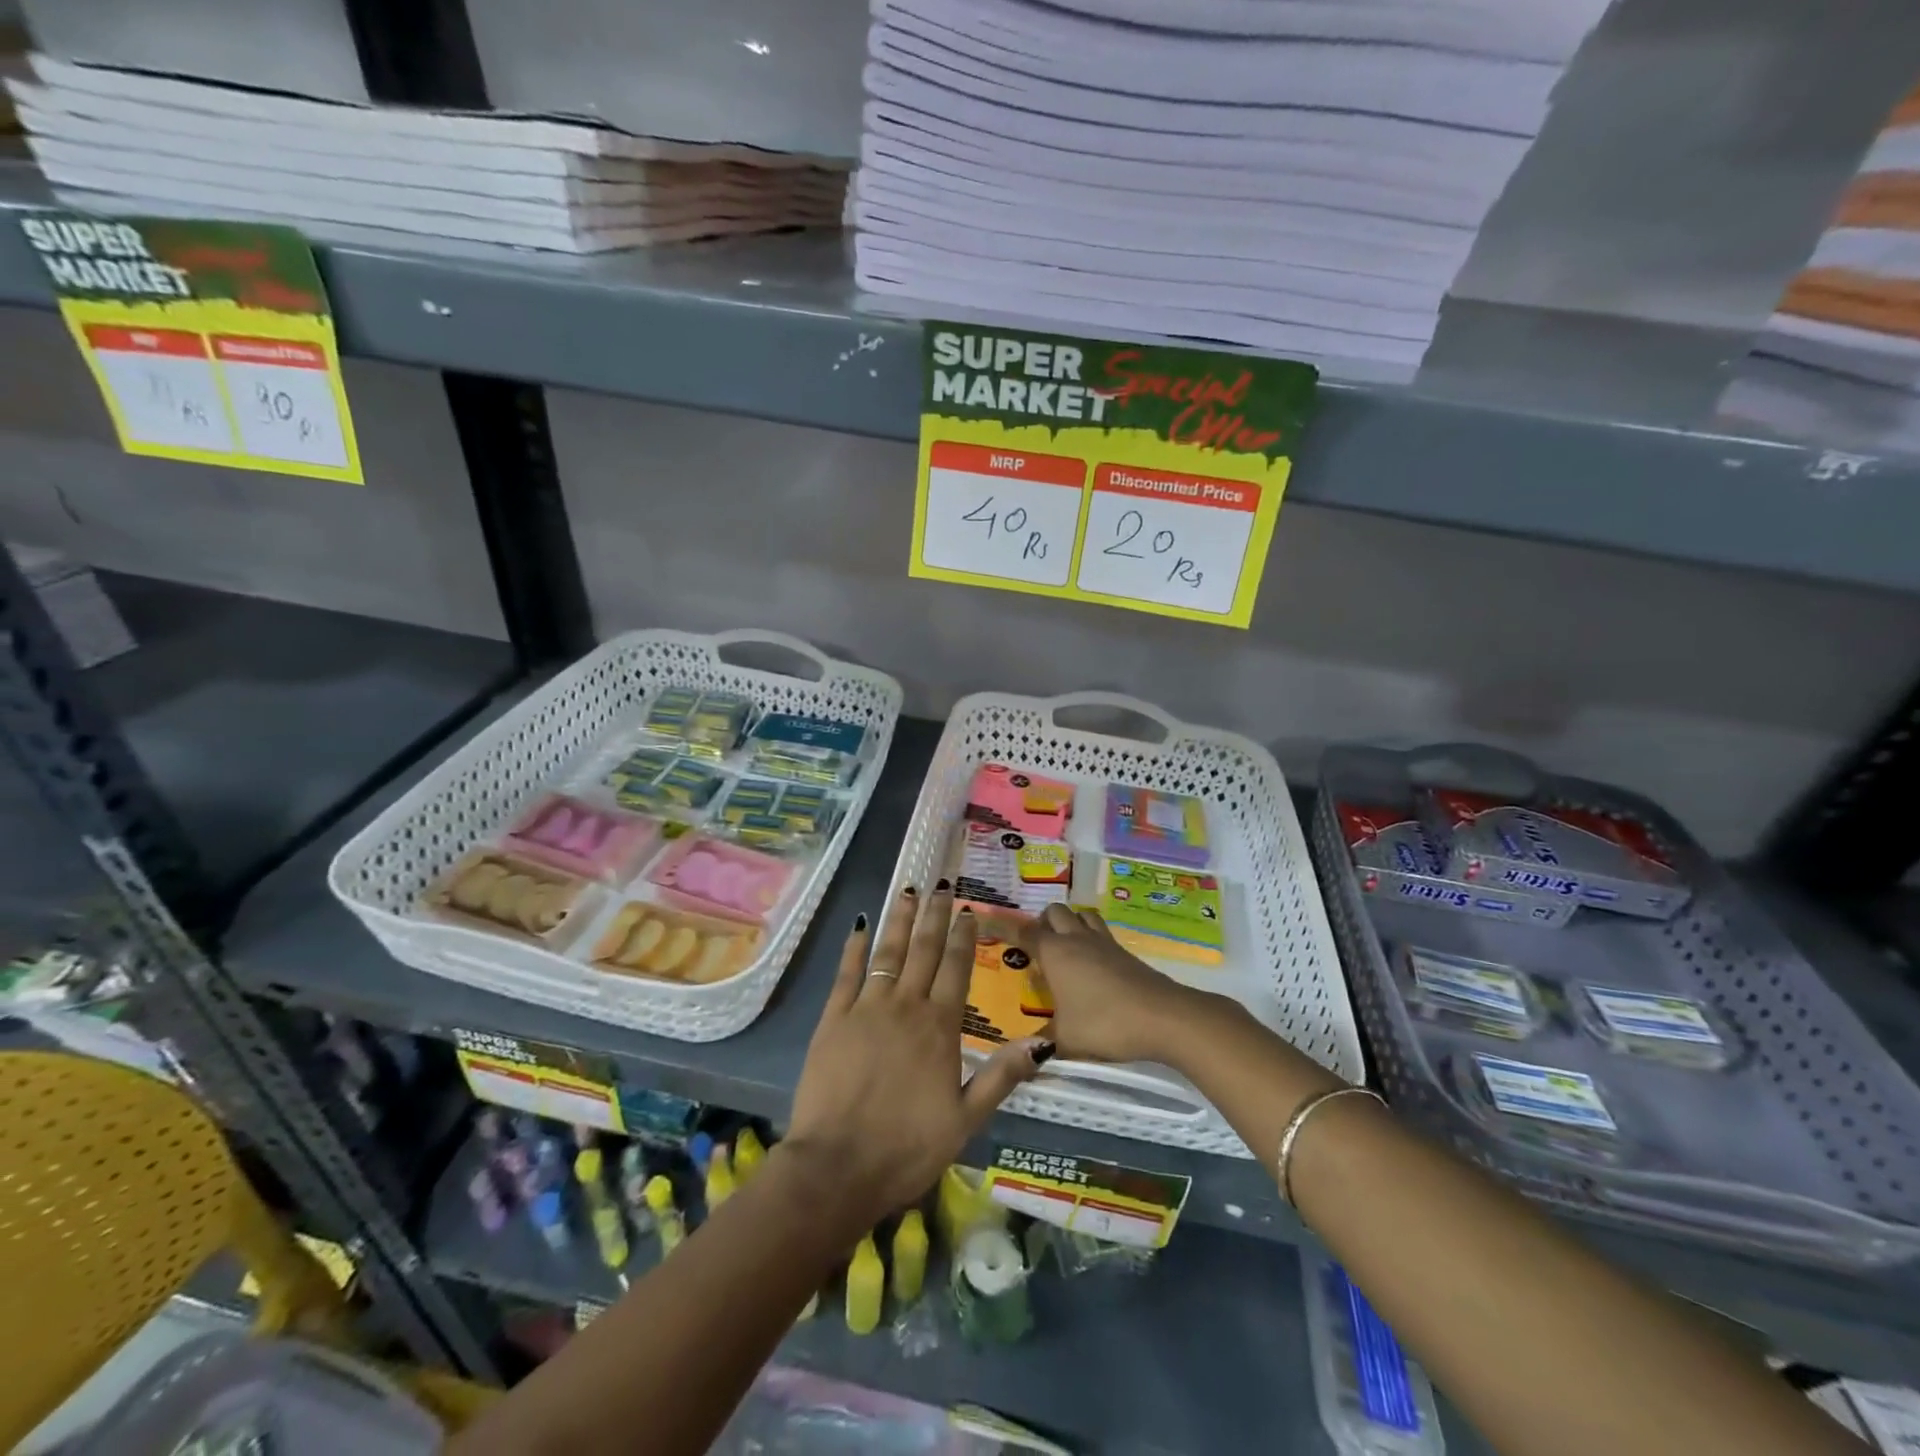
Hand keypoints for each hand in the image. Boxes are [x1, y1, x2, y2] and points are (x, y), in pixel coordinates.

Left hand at [785, 882, 1049, 1231]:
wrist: (838, 1167)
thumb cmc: (907, 1148)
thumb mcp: (966, 1120)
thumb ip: (1001, 1076)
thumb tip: (1042, 1042)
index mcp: (940, 1028)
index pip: (956, 970)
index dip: (963, 938)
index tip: (967, 911)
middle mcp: (906, 1007)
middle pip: (924, 951)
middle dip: (934, 916)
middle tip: (941, 885)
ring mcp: (867, 1009)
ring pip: (888, 953)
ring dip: (900, 920)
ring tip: (908, 890)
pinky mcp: (834, 1019)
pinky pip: (847, 973)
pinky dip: (854, 947)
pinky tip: (860, 925)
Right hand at [1018, 903, 1200, 1065]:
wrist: (1163, 1016)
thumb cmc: (1105, 1024)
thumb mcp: (1065, 1040)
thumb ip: (1040, 1045)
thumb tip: (1020, 1059)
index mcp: (1054, 953)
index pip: (1022, 931)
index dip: (1002, 926)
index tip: (984, 922)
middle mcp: (1076, 940)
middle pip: (1054, 912)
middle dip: (1040, 922)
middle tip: (1032, 947)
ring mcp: (1103, 942)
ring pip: (1080, 914)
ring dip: (1068, 922)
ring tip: (1062, 946)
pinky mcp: (1124, 952)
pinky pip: (1099, 931)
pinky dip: (1089, 936)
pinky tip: (1090, 961)